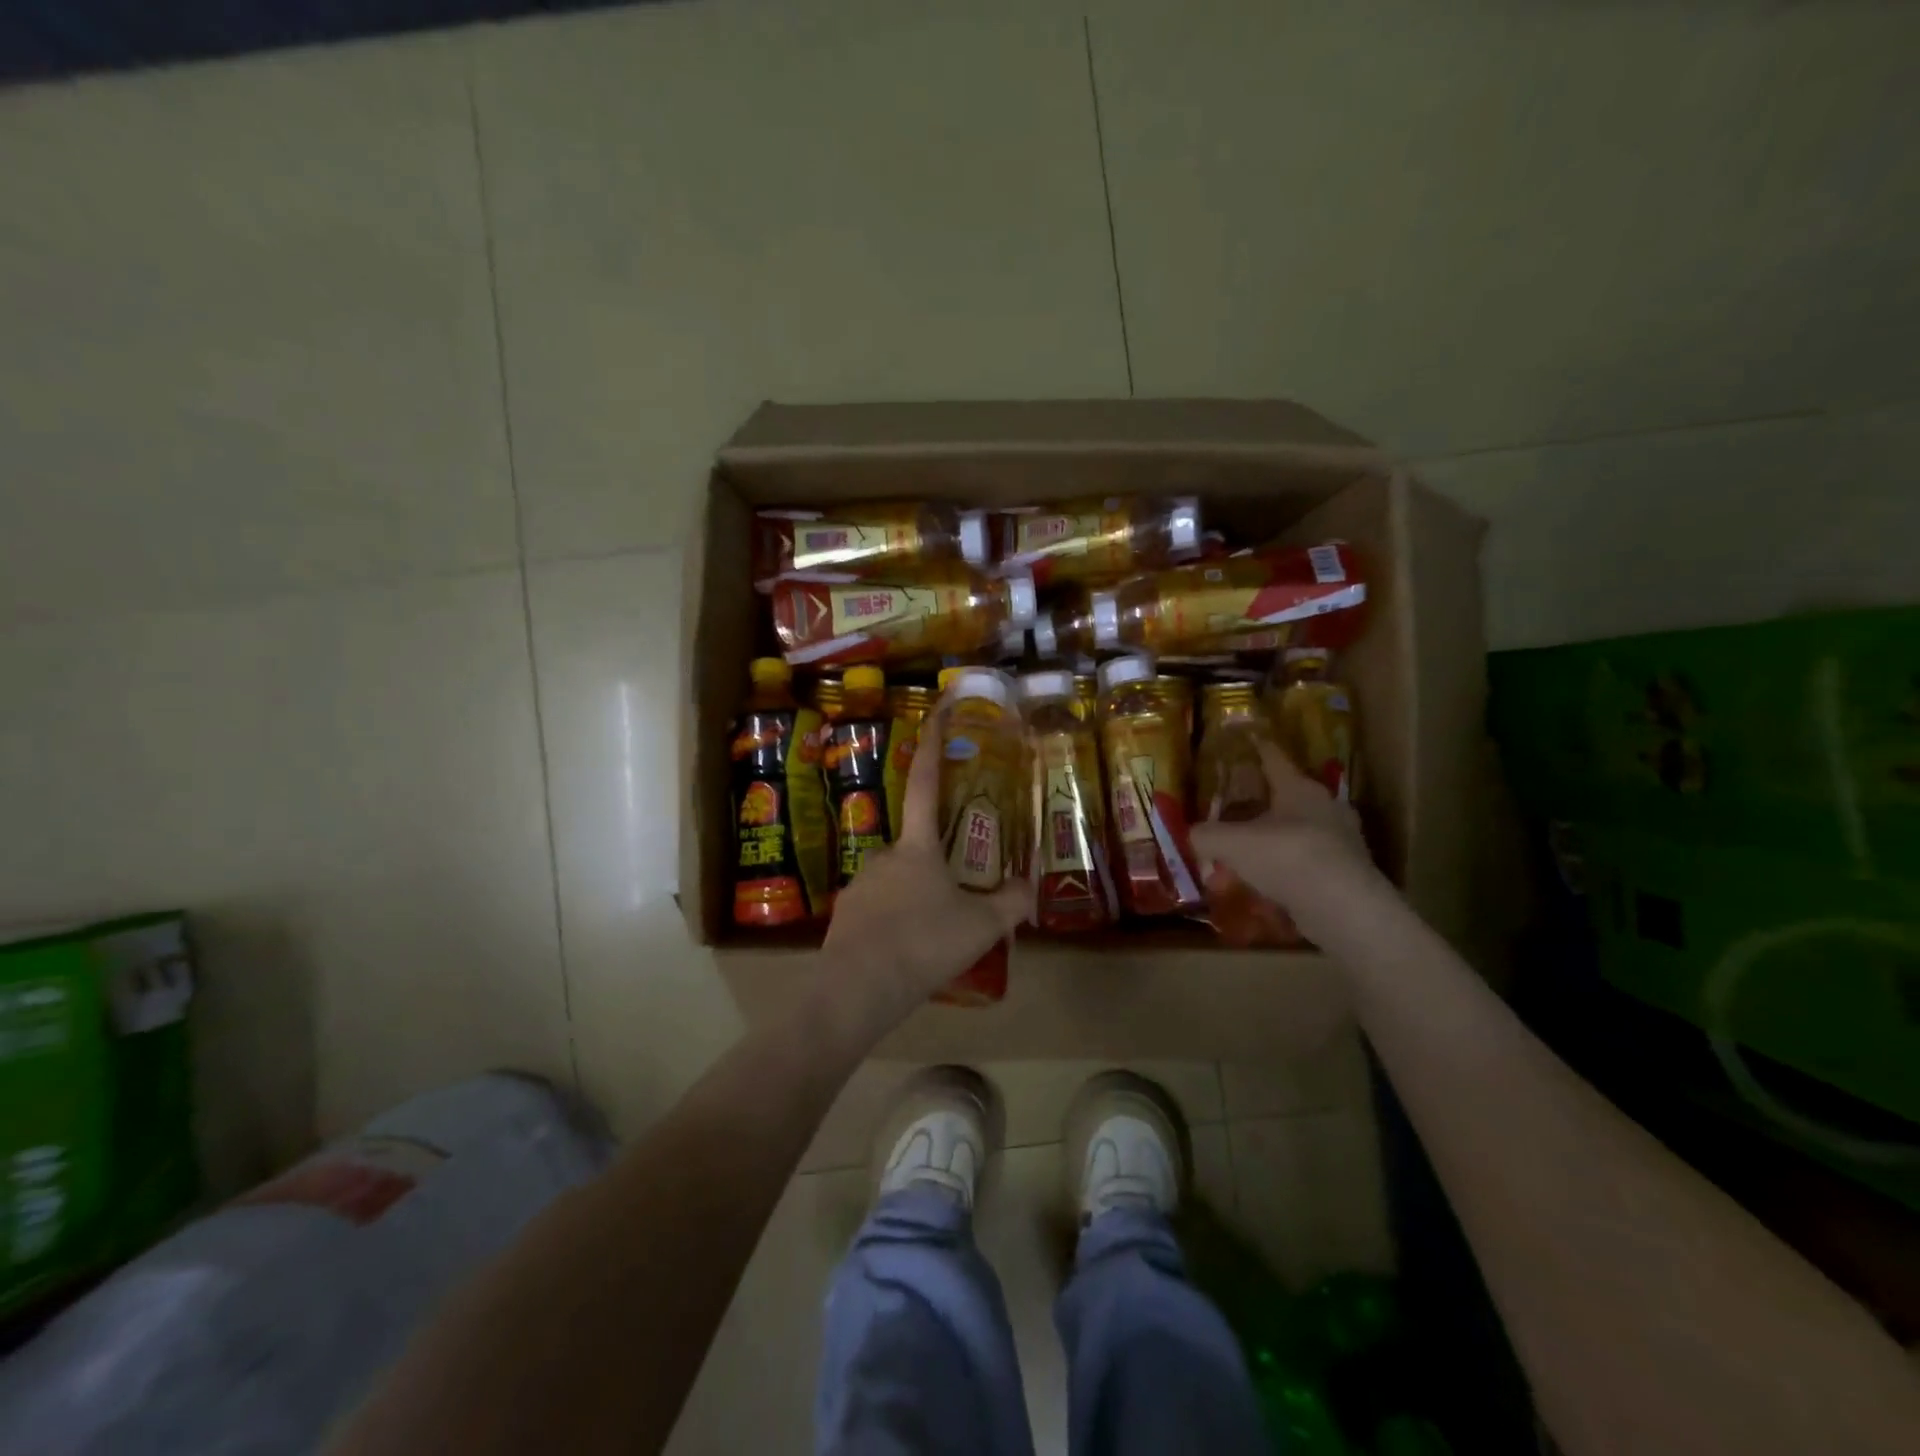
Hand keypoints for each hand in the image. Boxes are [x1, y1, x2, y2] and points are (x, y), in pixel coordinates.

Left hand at [821, 704, 1029, 1019]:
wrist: (856, 989)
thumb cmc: (924, 944)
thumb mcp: (981, 926)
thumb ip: (1011, 903)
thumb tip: (1031, 887)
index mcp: (917, 847)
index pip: (926, 785)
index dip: (932, 747)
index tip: (935, 713)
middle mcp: (884, 855)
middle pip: (917, 846)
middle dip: (939, 865)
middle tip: (960, 897)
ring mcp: (860, 884)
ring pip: (899, 882)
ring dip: (918, 898)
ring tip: (937, 936)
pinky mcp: (845, 915)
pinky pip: (879, 909)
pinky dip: (896, 922)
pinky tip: (909, 952)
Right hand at [1188, 738, 1378, 940]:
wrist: (1345, 910)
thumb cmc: (1287, 857)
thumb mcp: (1231, 843)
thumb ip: (1205, 835)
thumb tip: (1190, 834)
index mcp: (1299, 788)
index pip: (1274, 757)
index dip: (1257, 747)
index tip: (1247, 739)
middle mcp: (1325, 806)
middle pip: (1286, 797)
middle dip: (1260, 803)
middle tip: (1233, 811)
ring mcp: (1341, 840)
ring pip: (1297, 832)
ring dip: (1271, 841)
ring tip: (1245, 856)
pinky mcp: (1347, 873)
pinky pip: (1306, 862)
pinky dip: (1285, 869)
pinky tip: (1265, 885)